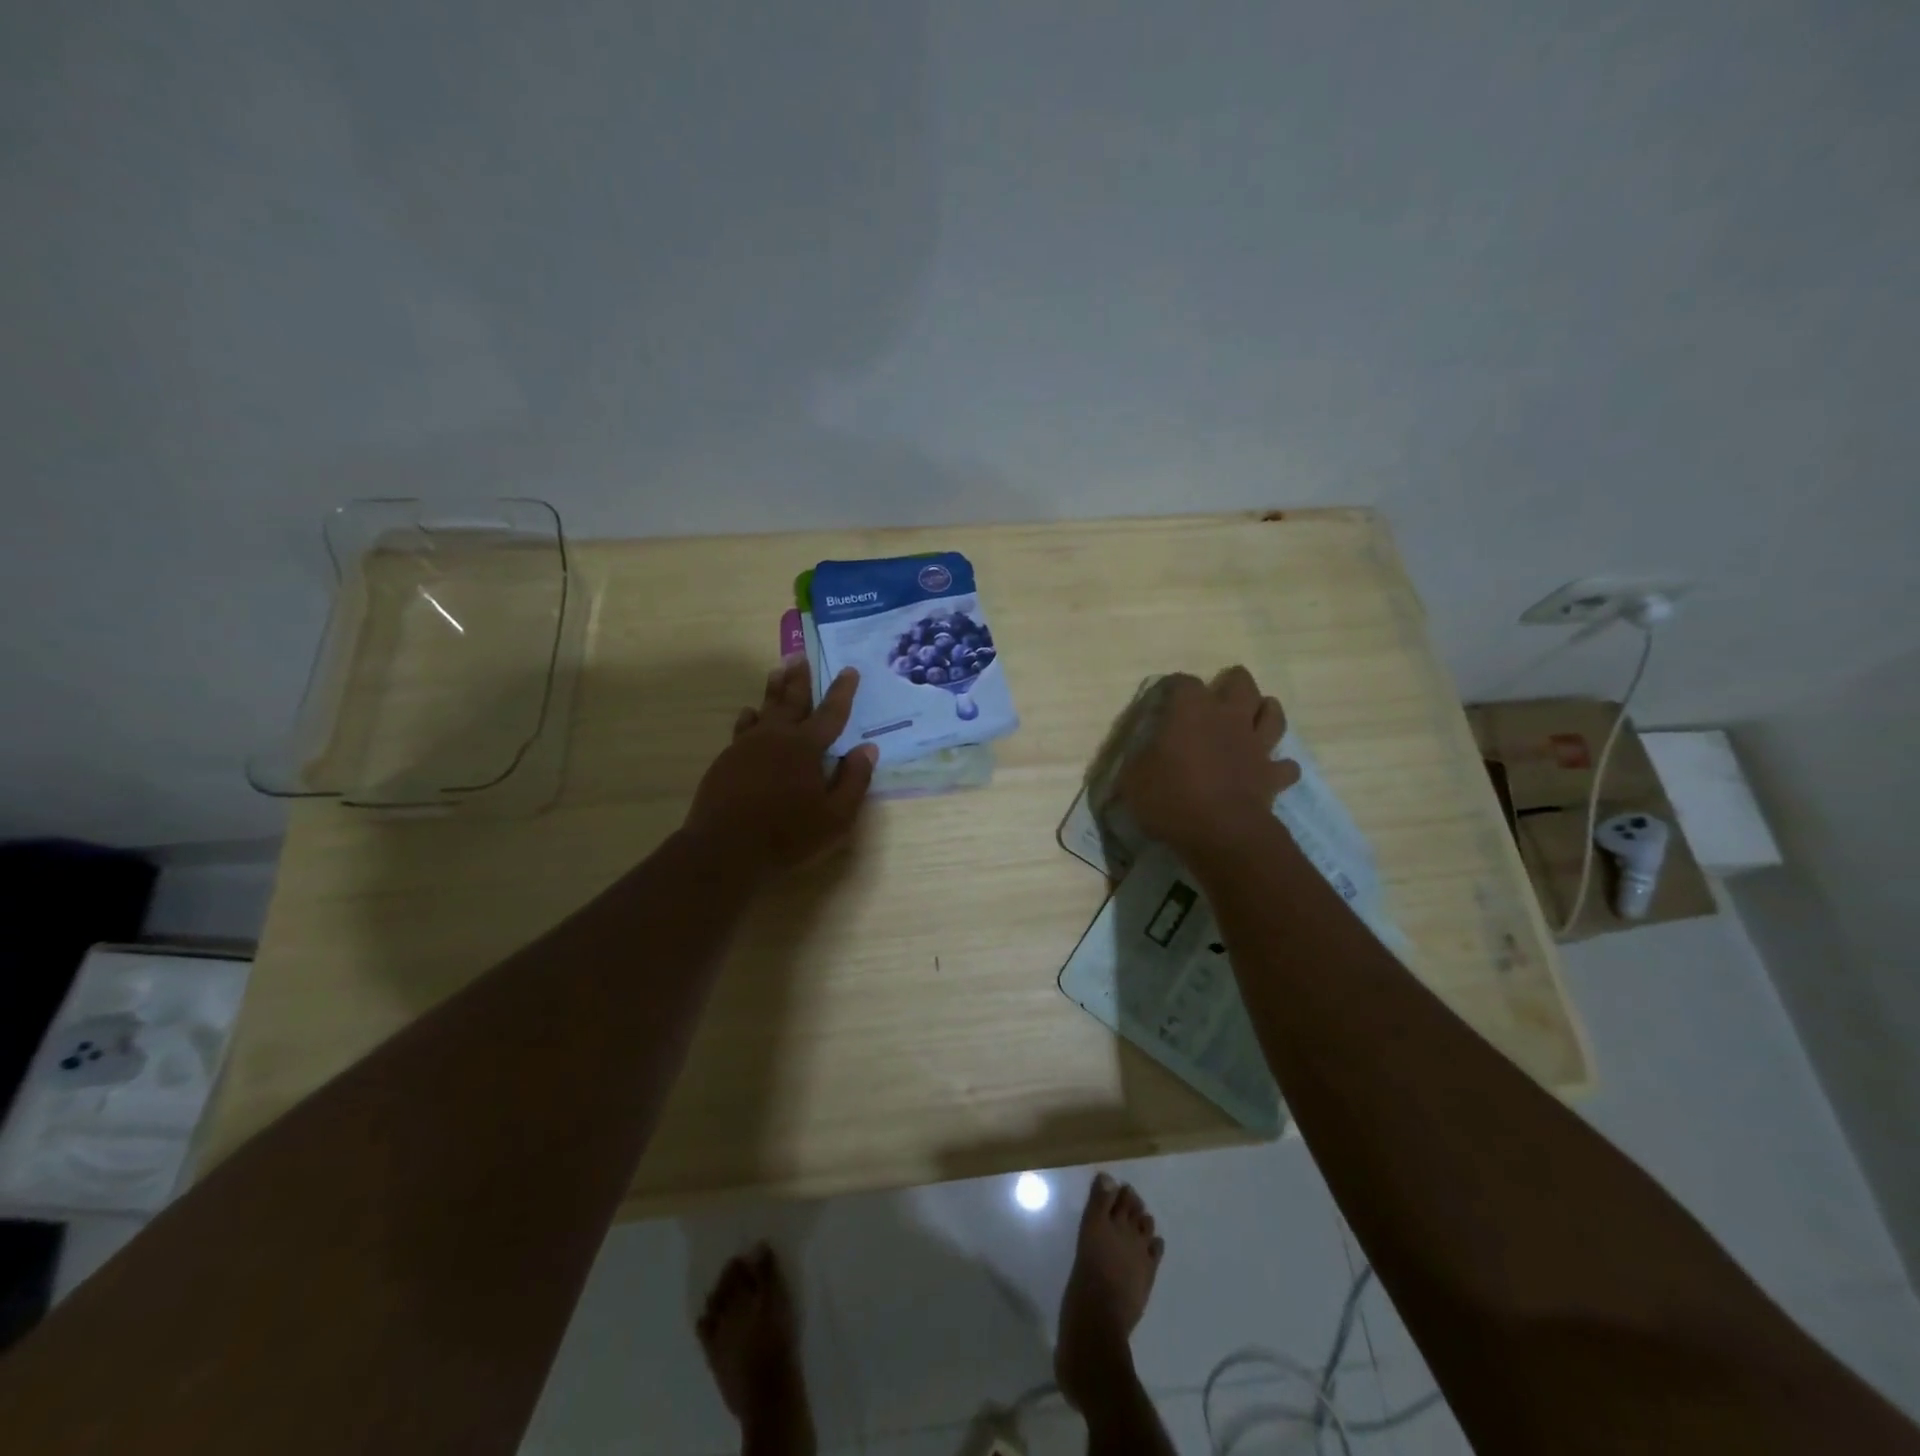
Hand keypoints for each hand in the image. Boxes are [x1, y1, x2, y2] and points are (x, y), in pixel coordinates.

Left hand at [683, 661, 878, 876]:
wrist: (725, 850)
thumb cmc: (788, 836)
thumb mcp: (836, 817)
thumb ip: (854, 781)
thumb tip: (867, 749)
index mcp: (806, 747)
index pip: (831, 713)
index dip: (842, 691)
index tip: (849, 670)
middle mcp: (776, 737)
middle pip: (792, 700)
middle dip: (800, 678)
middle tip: (801, 654)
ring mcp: (747, 746)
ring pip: (764, 709)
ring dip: (774, 689)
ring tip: (777, 670)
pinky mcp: (727, 760)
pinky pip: (743, 728)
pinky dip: (750, 717)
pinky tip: (749, 714)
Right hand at [1115, 667, 1300, 858]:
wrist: (1221, 833)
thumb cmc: (1171, 798)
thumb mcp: (1133, 778)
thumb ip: (1140, 759)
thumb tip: (1145, 755)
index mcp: (1191, 712)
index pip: (1184, 682)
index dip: (1174, 687)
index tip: (1165, 698)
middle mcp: (1228, 718)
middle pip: (1241, 683)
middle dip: (1231, 684)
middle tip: (1218, 697)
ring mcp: (1256, 745)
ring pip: (1273, 714)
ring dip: (1265, 712)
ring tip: (1254, 717)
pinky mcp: (1273, 775)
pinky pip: (1286, 766)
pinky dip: (1280, 767)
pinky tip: (1270, 771)